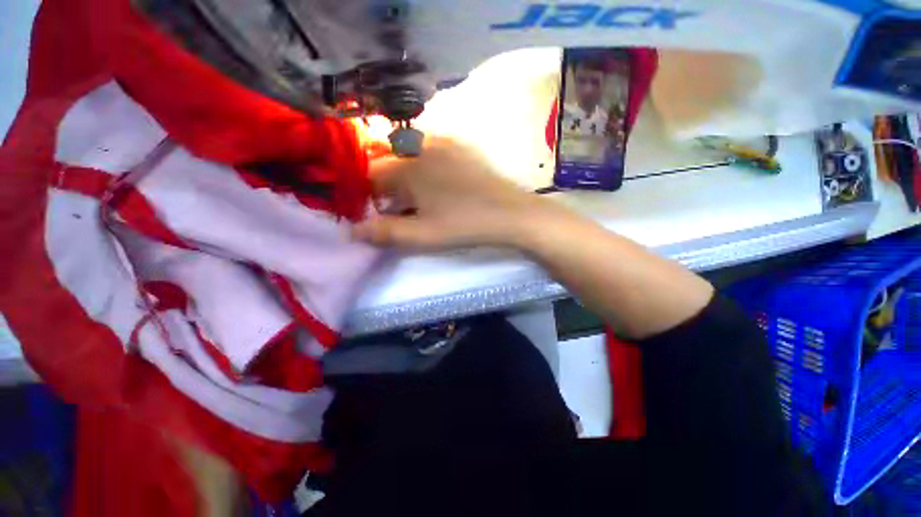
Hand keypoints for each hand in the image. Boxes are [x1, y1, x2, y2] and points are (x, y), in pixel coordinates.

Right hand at [353, 137, 559, 249]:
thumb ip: (385, 232)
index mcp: (407, 166)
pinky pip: (429, 148)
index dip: (365, 193)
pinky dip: (421, 163)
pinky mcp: (460, 147)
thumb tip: (352, 231)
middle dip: (382, 183)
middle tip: (392, 206)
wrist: (509, 213)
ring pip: (407, 153)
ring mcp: (443, 142)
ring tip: (412, 198)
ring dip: (401, 173)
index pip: (369, 172)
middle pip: (387, 159)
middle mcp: (420, 145)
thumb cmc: (463, 224)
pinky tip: (433, 183)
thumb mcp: (422, 235)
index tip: (371, 211)